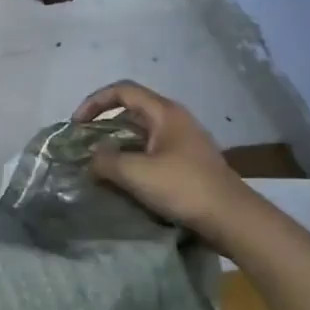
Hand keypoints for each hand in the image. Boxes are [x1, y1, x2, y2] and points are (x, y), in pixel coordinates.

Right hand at [73, 81, 256, 235]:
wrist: (232, 218)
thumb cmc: (183, 187)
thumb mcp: (135, 173)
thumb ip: (105, 160)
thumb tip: (92, 157)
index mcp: (164, 112)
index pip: (122, 90)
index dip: (94, 101)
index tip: (77, 124)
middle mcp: (175, 120)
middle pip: (131, 110)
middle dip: (104, 124)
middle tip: (85, 144)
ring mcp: (184, 141)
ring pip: (142, 133)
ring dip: (118, 144)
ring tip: (99, 164)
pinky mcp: (188, 162)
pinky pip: (152, 151)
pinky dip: (133, 158)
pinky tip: (124, 179)